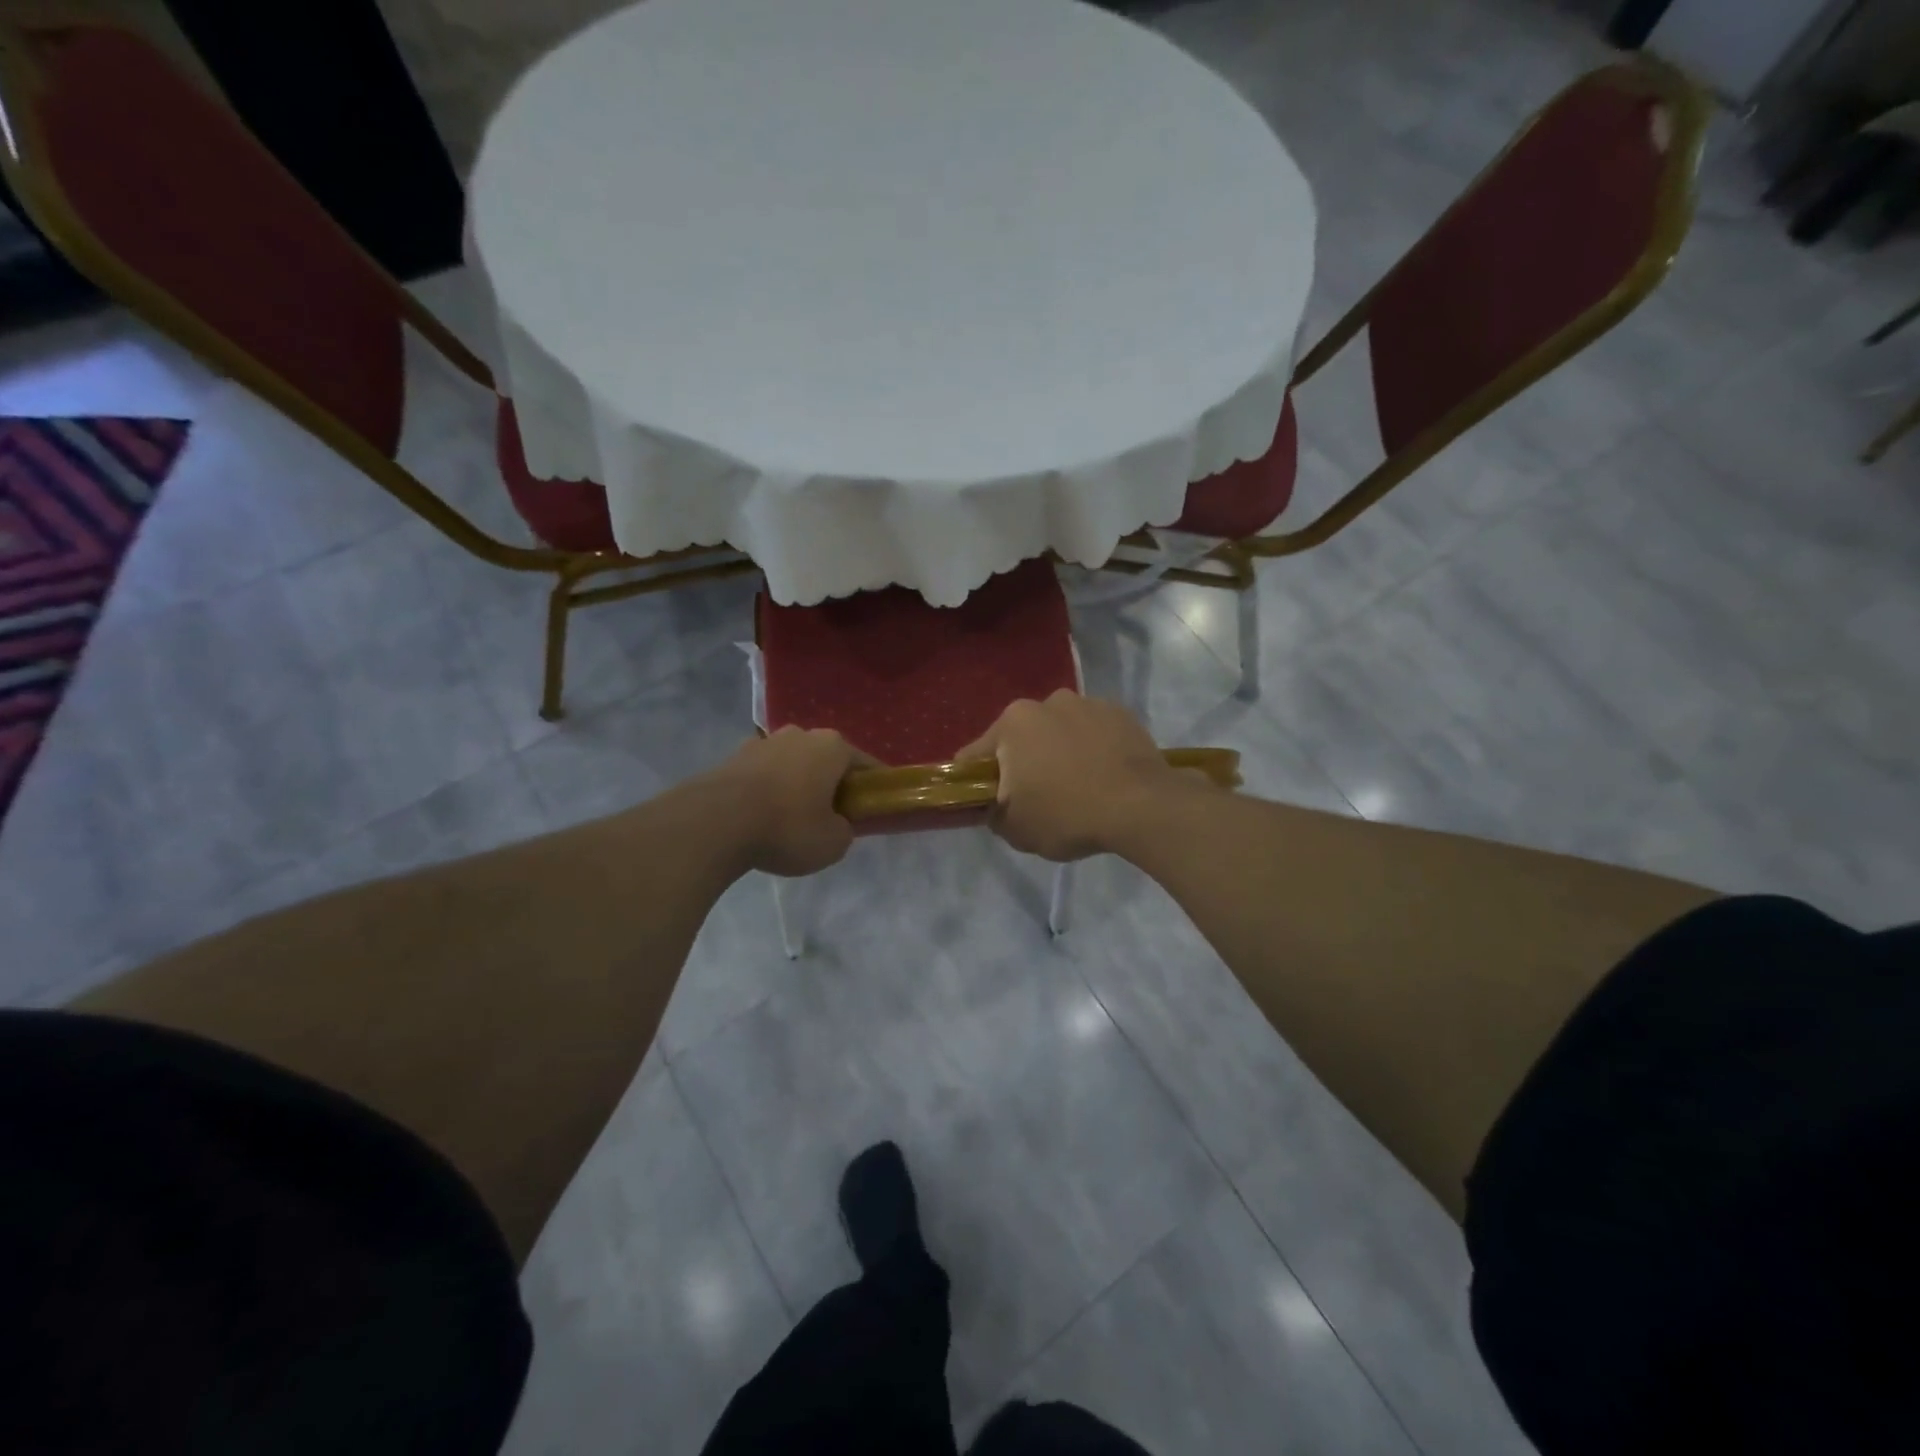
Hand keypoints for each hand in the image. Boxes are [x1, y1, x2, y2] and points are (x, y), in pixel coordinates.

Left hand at [709, 728, 871, 876]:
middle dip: (831, 783)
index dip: (872, 787)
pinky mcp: (733, 758)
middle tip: (832, 816)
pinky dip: (768, 791)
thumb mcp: (833, 843)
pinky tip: (763, 817)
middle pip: (826, 760)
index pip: (865, 764)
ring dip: (797, 785)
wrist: (715, 823)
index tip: (873, 807)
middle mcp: (800, 734)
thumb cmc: (787, 827)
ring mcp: (763, 742)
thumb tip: (836, 824)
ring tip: (792, 819)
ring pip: (792, 765)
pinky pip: (763, 775)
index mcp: (832, 746)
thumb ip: (844, 830)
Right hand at [954, 691, 1203, 860]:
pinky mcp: (1121, 713)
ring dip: (1059, 751)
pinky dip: (1093, 749)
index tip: (990, 802)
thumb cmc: (1068, 815)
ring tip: (1078, 786)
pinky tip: (1104, 776)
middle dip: (1023, 762)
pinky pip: (1094, 733)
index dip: (977, 781)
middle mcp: (1047, 702)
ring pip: (1059, 731)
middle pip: (1021, 738)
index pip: (976, 755)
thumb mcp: (1016, 830)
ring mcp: (1088, 704)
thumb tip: (994, 805)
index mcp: (1012, 723)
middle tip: (1037, 797)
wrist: (1142, 807)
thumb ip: (993, 814)